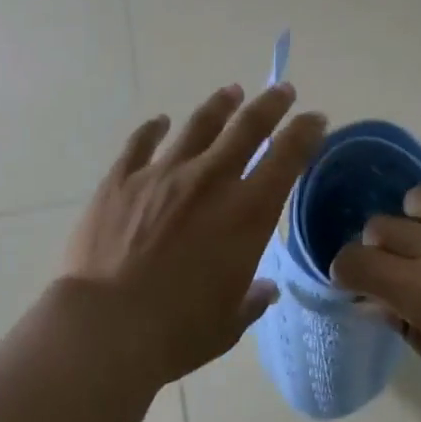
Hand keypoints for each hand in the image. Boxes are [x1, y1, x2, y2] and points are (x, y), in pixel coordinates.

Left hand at [62, 82, 326, 386]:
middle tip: (281, 89)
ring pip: (198, 125)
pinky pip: (141, 143)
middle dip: (270, 105)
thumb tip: (265, 290)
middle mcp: (210, 181)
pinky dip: (153, 129)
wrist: (106, 325)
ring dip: (219, 106)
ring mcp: (163, 174)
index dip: (305, 132)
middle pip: (247, 127)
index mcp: (246, 214)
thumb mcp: (228, 323)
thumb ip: (250, 299)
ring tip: (231, 92)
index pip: (287, 158)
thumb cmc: (177, 331)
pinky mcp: (122, 179)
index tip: (315, 118)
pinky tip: (159, 121)